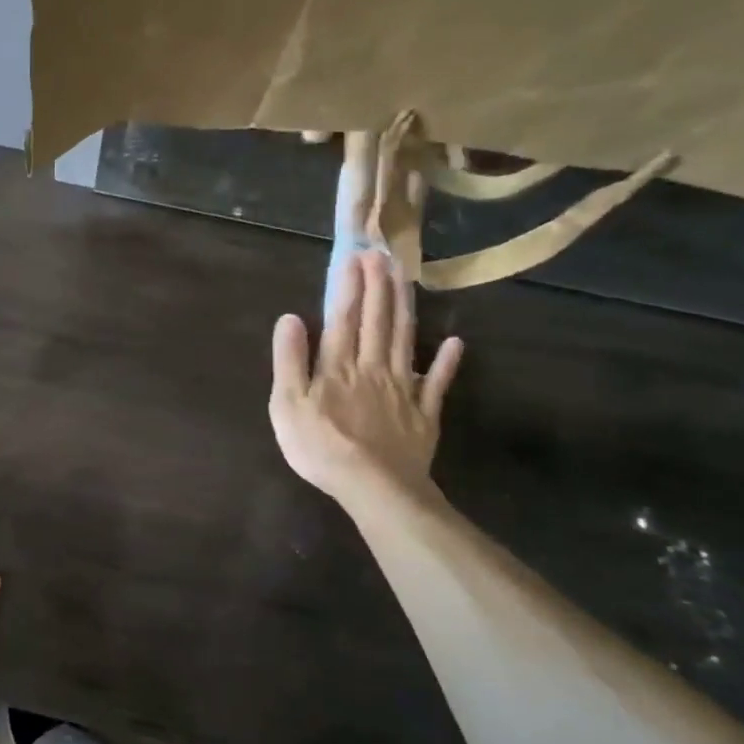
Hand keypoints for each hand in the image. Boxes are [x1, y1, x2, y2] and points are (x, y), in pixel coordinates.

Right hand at [269, 248, 463, 509]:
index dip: (349, 286)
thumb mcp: (287, 404)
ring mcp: (403, 389)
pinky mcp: (424, 413)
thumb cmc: (321, 447)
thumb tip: (290, 318)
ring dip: (404, 308)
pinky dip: (447, 362)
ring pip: (405, 340)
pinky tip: (456, 343)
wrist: (375, 487)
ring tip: (405, 280)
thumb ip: (289, 359)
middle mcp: (372, 367)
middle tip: (382, 256)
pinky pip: (437, 383)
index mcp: (338, 366)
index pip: (343, 317)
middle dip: (379, 286)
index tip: (354, 257)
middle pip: (377, 321)